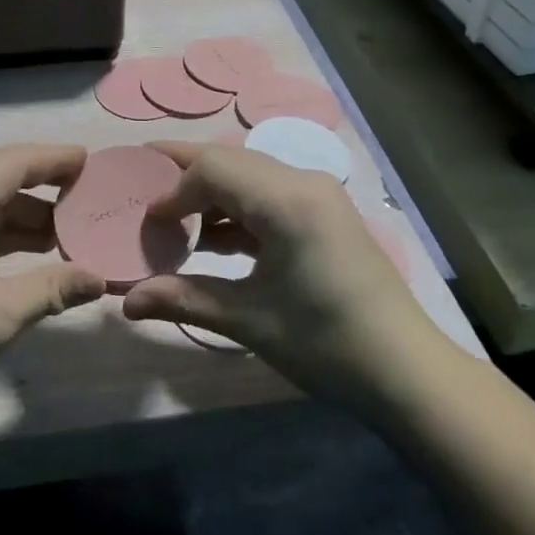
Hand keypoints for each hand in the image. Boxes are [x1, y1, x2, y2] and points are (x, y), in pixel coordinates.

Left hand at [0, 144, 105, 420]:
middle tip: (86, 189)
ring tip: (68, 225)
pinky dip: (2, 229)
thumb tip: (99, 279)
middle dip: (43, 179)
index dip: (55, 159)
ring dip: (23, 209)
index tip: (93, 162)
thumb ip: (52, 288)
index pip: (14, 162)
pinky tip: (31, 249)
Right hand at [122, 144, 434, 410]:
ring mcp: (317, 195)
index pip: (213, 168)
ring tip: (172, 221)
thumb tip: (126, 302)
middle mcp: (303, 182)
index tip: (145, 221)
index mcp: (286, 200)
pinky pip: (268, 195)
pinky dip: (236, 210)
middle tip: (141, 191)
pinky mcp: (324, 213)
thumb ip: (183, 299)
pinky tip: (212, 240)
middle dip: (183, 176)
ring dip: (210, 194)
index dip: (172, 189)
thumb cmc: (326, 345)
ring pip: (248, 175)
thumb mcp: (249, 321)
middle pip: (229, 161)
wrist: (408, 374)